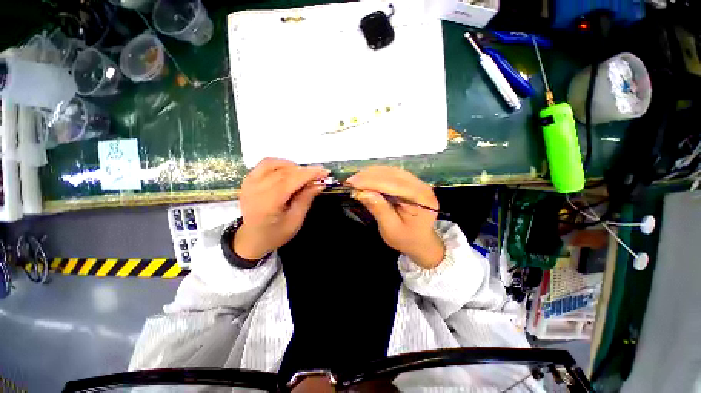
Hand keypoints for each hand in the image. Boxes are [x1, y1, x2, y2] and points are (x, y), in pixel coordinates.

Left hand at [234, 157, 329, 259]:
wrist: (251, 238)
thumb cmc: (275, 233)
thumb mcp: (295, 221)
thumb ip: (306, 199)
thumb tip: (320, 184)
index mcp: (268, 203)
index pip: (291, 180)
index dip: (309, 174)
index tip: (325, 172)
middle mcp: (256, 189)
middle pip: (284, 171)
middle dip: (304, 170)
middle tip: (318, 176)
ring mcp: (249, 182)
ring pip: (274, 163)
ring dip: (292, 166)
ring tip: (303, 175)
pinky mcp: (248, 179)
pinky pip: (265, 164)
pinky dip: (280, 164)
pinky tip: (288, 172)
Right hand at [346, 166, 444, 268]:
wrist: (420, 241)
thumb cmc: (406, 239)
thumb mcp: (391, 229)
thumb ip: (379, 209)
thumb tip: (363, 192)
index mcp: (422, 200)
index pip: (394, 185)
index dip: (372, 182)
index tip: (352, 182)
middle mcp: (422, 187)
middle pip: (393, 174)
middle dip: (370, 176)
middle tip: (350, 180)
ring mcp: (418, 183)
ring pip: (392, 171)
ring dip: (372, 173)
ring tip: (356, 179)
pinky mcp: (411, 182)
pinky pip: (393, 174)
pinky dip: (377, 175)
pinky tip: (366, 178)